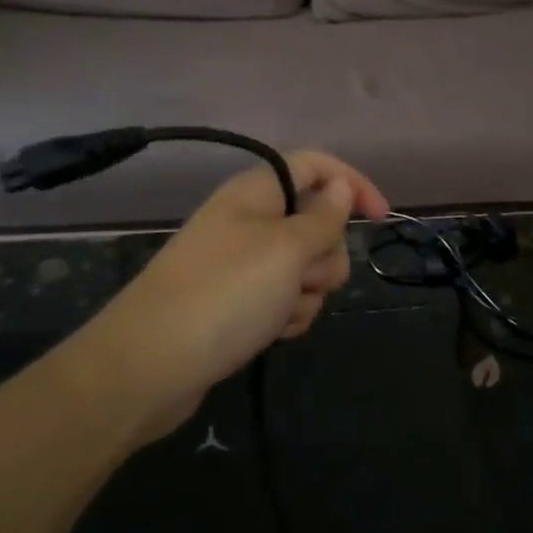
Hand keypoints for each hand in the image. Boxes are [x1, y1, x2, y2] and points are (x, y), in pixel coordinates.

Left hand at [73, 151, 389, 439]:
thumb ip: (324, 217)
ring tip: (280, 311)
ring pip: (305, 266)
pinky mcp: (238, 303)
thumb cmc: (226, 293)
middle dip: (325, 253)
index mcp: (257, 192)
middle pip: (316, 222)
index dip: (352, 183)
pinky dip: (288, 314)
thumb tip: (340, 188)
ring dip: (307, 291)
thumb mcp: (287, 249)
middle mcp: (250, 220)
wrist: (150, 366)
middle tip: (304, 276)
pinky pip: (285, 298)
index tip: (381, 218)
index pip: (315, 166)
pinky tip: (271, 332)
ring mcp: (243, 264)